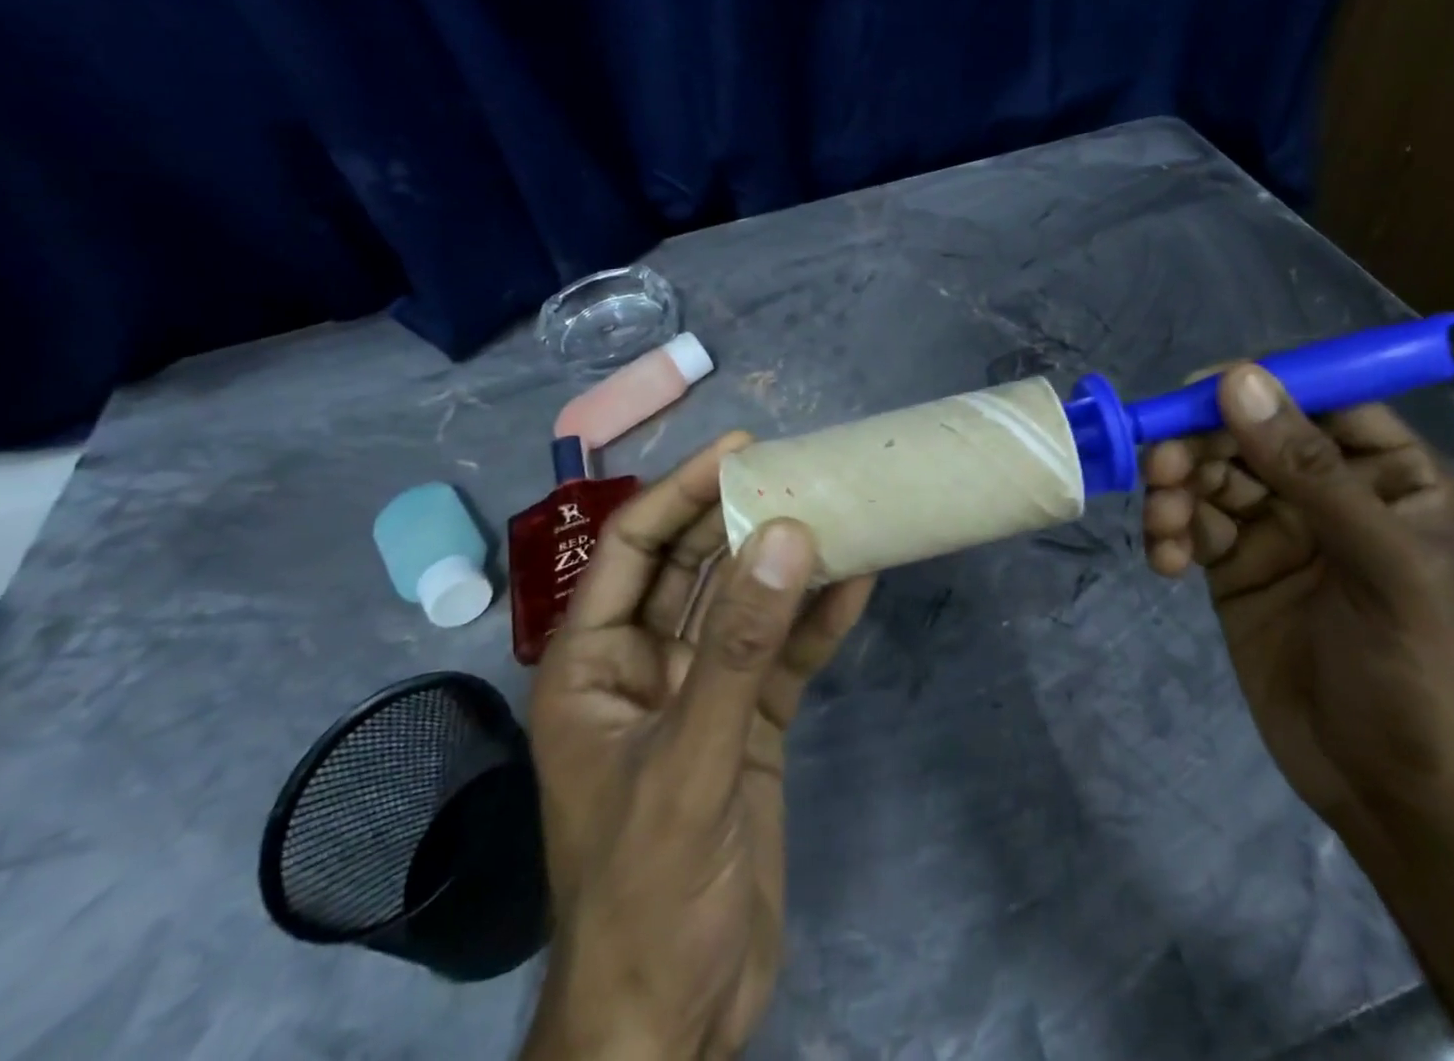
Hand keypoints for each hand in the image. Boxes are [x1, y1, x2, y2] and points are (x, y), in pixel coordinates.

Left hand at [524, 433, 875, 1060]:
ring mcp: (701, 695)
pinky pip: (783, 656)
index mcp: (593, 665)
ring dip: (787, 563)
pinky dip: (818, 621)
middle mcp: (644, 666)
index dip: (681, 491)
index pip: (634, 548)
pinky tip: (860, 582)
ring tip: (838, 510)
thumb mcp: (691, 761)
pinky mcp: (748, 726)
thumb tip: (786, 537)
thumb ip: (739, 648)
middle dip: (742, 517)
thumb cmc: (648, 891)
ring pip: (745, 606)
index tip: (740, 449)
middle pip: (694, 567)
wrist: (675, 1021)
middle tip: (800, 469)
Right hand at [1142, 365, 1453, 835]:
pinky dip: (1169, 534)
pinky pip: (1191, 525)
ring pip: (1210, 477)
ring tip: (1163, 527)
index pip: (1321, 402)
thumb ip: (1308, 470)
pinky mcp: (1234, 565)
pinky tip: (1164, 563)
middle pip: (1248, 435)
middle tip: (1161, 468)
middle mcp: (1330, 491)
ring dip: (1175, 491)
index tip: (1194, 391)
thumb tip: (1236, 379)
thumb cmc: (1415, 673)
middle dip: (1199, 446)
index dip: (1258, 387)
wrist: (1387, 792)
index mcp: (1389, 477)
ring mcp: (1278, 528)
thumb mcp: (1380, 566)